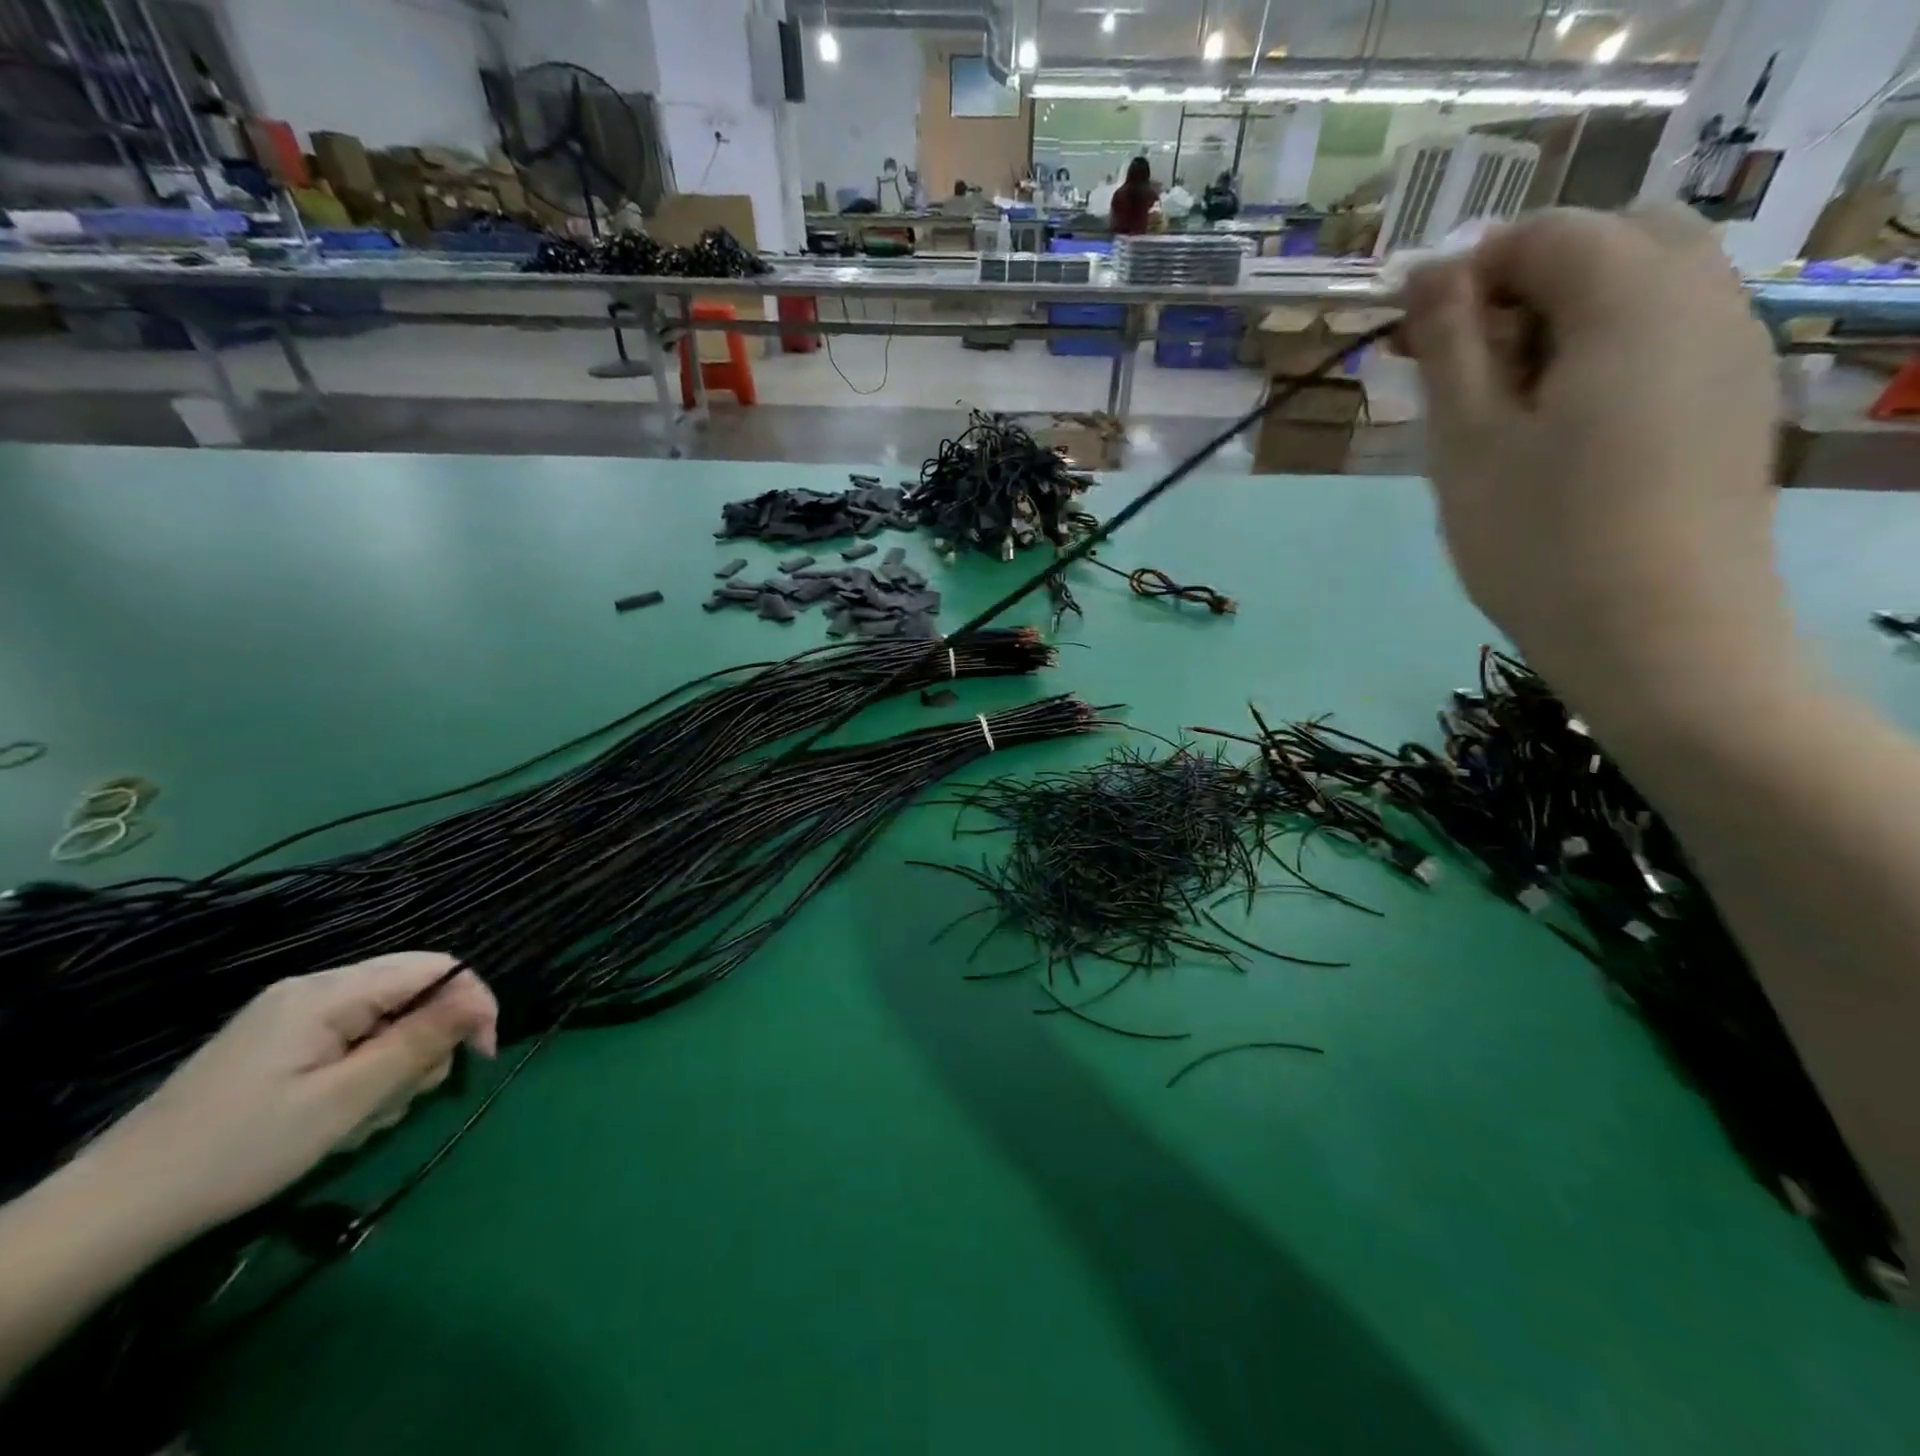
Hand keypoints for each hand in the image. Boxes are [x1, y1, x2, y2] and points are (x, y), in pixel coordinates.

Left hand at [85, 954, 497, 1240]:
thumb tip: (480, 1001)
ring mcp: (294, 1018)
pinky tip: (339, 1117)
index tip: (482, 1056)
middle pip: (412, 994)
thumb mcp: (345, 1100)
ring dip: (394, 1069)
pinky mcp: (281, 1046)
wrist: (115, 1211)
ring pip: (387, 1022)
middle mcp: (315, 990)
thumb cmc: (240, 1151)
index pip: (434, 968)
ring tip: (362, 1119)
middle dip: (425, 1045)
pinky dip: (364, 1076)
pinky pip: (353, 1042)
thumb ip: (418, 1042)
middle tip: (402, 1100)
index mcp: (329, 992)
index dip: (471, 1003)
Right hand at [1399, 206, 1790, 717]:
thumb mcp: (1466, 441)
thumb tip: (1428, 271)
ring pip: (1646, 288)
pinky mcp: (1736, 403)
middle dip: (1525, 284)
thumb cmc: (1539, 539)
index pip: (1545, 232)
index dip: (1468, 271)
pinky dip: (1606, 353)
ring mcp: (1734, 351)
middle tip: (1462, 369)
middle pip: (1612, 240)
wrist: (1657, 637)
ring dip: (1565, 319)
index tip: (1412, 339)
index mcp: (1632, 298)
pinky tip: (1562, 433)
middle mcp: (1705, 300)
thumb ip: (1448, 344)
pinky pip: (1669, 338)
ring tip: (1505, 409)